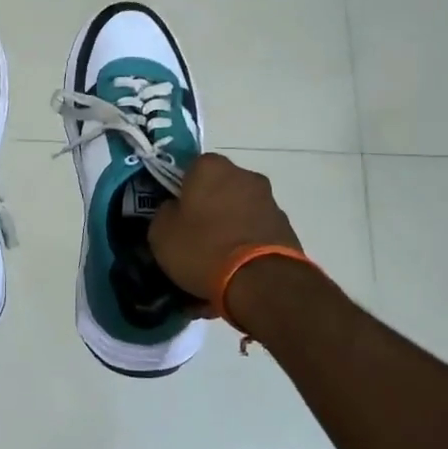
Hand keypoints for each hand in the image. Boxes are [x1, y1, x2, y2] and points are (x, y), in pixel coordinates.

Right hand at [149, 154, 302, 300]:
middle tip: (196, 234)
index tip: (176, 214)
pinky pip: (257, 229)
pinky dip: (248, 241)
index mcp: (210, 167)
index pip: (190, 169)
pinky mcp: (286, 226)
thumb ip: (165, 213)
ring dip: (230, 223)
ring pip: (240, 208)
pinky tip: (238, 266)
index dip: (181, 191)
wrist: (261, 281)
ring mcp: (269, 200)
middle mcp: (244, 174)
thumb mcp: (161, 234)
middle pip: (219, 187)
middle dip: (209, 205)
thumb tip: (175, 210)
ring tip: (218, 257)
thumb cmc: (203, 248)